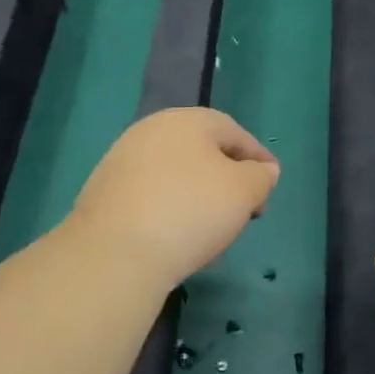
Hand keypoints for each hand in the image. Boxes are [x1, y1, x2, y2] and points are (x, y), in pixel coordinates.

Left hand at [67, 108, 279, 289]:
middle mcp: (152, 130)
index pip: (234, 132)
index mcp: (188, 120)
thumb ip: (261, 176)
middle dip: (227, 177)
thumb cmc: (190, 211)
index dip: (258, 158)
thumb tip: (263, 170)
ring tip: (213, 228)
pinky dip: (170, 208)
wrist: (113, 254)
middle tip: (245, 208)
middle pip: (202, 150)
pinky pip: (151, 194)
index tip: (270, 185)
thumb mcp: (243, 192)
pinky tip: (177, 236)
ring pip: (175, 173)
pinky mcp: (104, 191)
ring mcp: (123, 159)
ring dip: (198, 194)